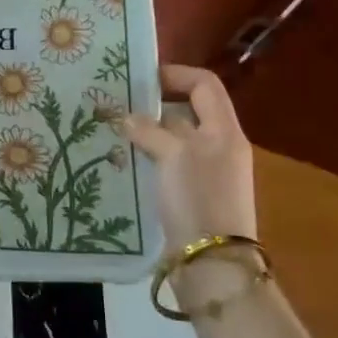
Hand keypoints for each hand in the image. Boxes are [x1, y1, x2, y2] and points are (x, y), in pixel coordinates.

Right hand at [120, 65, 257, 246]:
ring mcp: (206, 173)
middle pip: (187, 111)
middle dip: (153, 106)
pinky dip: (147, 159)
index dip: (175, 75)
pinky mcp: (190, 195)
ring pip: (174, 140)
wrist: (211, 263)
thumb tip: (128, 118)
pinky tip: (123, 162)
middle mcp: (219, 147)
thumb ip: (150, 130)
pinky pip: (167, 164)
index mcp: (224, 130)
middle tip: (118, 106)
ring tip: (113, 133)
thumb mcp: (173, 155)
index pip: (205, 85)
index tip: (141, 79)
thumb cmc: (197, 198)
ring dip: (146, 134)